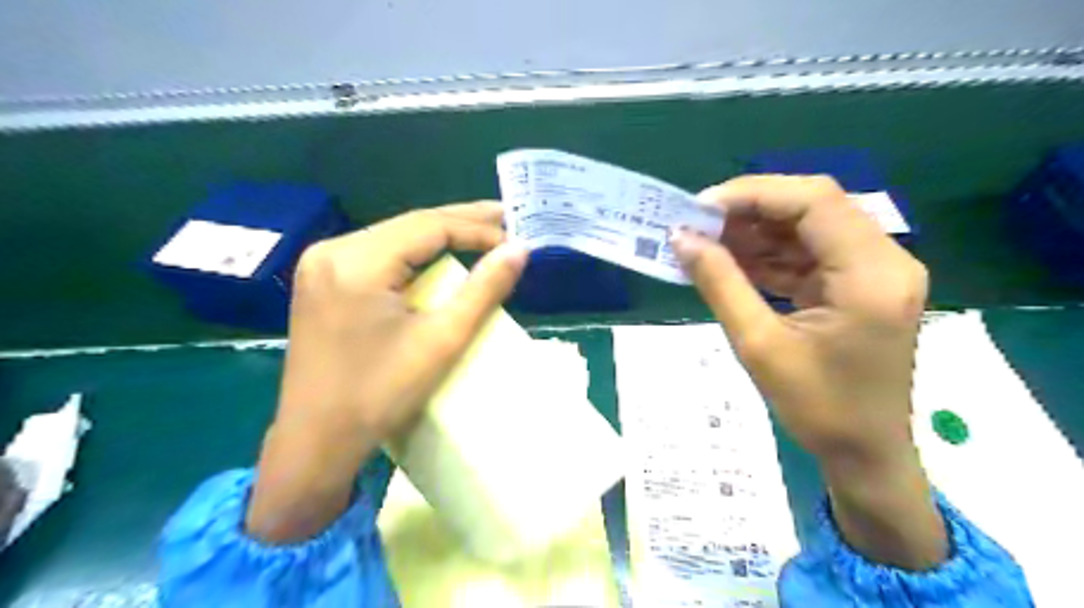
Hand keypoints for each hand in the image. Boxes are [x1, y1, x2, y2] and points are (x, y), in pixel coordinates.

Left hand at [249, 203, 529, 541]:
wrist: (317, 440)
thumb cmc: (381, 394)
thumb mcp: (441, 341)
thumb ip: (484, 290)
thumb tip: (519, 250)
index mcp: (356, 261)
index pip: (429, 226)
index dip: (477, 228)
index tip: (515, 238)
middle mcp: (332, 250)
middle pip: (409, 224)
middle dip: (461, 223)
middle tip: (506, 218)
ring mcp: (322, 264)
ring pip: (395, 236)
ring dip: (439, 236)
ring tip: (483, 233)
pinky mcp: (322, 280)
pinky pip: (379, 253)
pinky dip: (415, 253)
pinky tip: (440, 255)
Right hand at [675, 177, 944, 568]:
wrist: (865, 455)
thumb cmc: (818, 408)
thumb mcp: (759, 345)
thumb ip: (720, 284)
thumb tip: (681, 239)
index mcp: (871, 274)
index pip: (814, 201)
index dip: (752, 194)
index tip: (700, 209)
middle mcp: (884, 260)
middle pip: (813, 207)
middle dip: (750, 211)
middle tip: (697, 225)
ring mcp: (875, 271)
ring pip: (808, 228)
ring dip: (756, 232)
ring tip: (706, 242)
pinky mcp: (859, 285)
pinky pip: (810, 254)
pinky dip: (769, 255)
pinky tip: (731, 262)